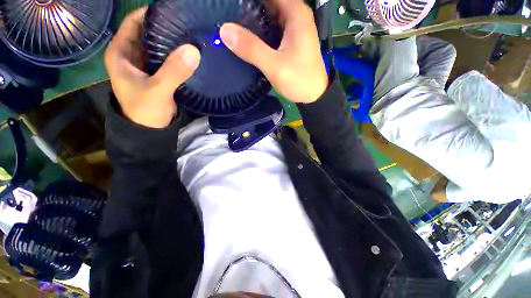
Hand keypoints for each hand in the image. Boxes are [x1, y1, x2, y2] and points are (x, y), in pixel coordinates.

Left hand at [105, 8, 200, 128]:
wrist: (150, 130)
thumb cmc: (146, 111)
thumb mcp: (158, 90)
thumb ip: (173, 71)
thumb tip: (193, 49)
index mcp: (121, 53)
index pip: (134, 22)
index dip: (151, 13)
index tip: (173, 10)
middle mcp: (130, 55)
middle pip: (147, 32)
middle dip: (165, 27)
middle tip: (187, 23)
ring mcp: (144, 65)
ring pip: (157, 45)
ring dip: (172, 41)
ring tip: (191, 35)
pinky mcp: (157, 74)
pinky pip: (166, 58)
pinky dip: (176, 55)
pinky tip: (189, 53)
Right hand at [220, 0, 327, 103]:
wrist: (314, 95)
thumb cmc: (299, 80)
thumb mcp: (275, 66)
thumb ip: (252, 48)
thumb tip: (225, 30)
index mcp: (295, 12)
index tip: (229, 5)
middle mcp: (295, 15)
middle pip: (267, 3)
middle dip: (248, 7)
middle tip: (227, 16)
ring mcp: (293, 28)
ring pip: (269, 15)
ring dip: (252, 18)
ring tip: (233, 25)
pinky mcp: (290, 41)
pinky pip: (271, 28)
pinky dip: (259, 30)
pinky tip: (247, 37)